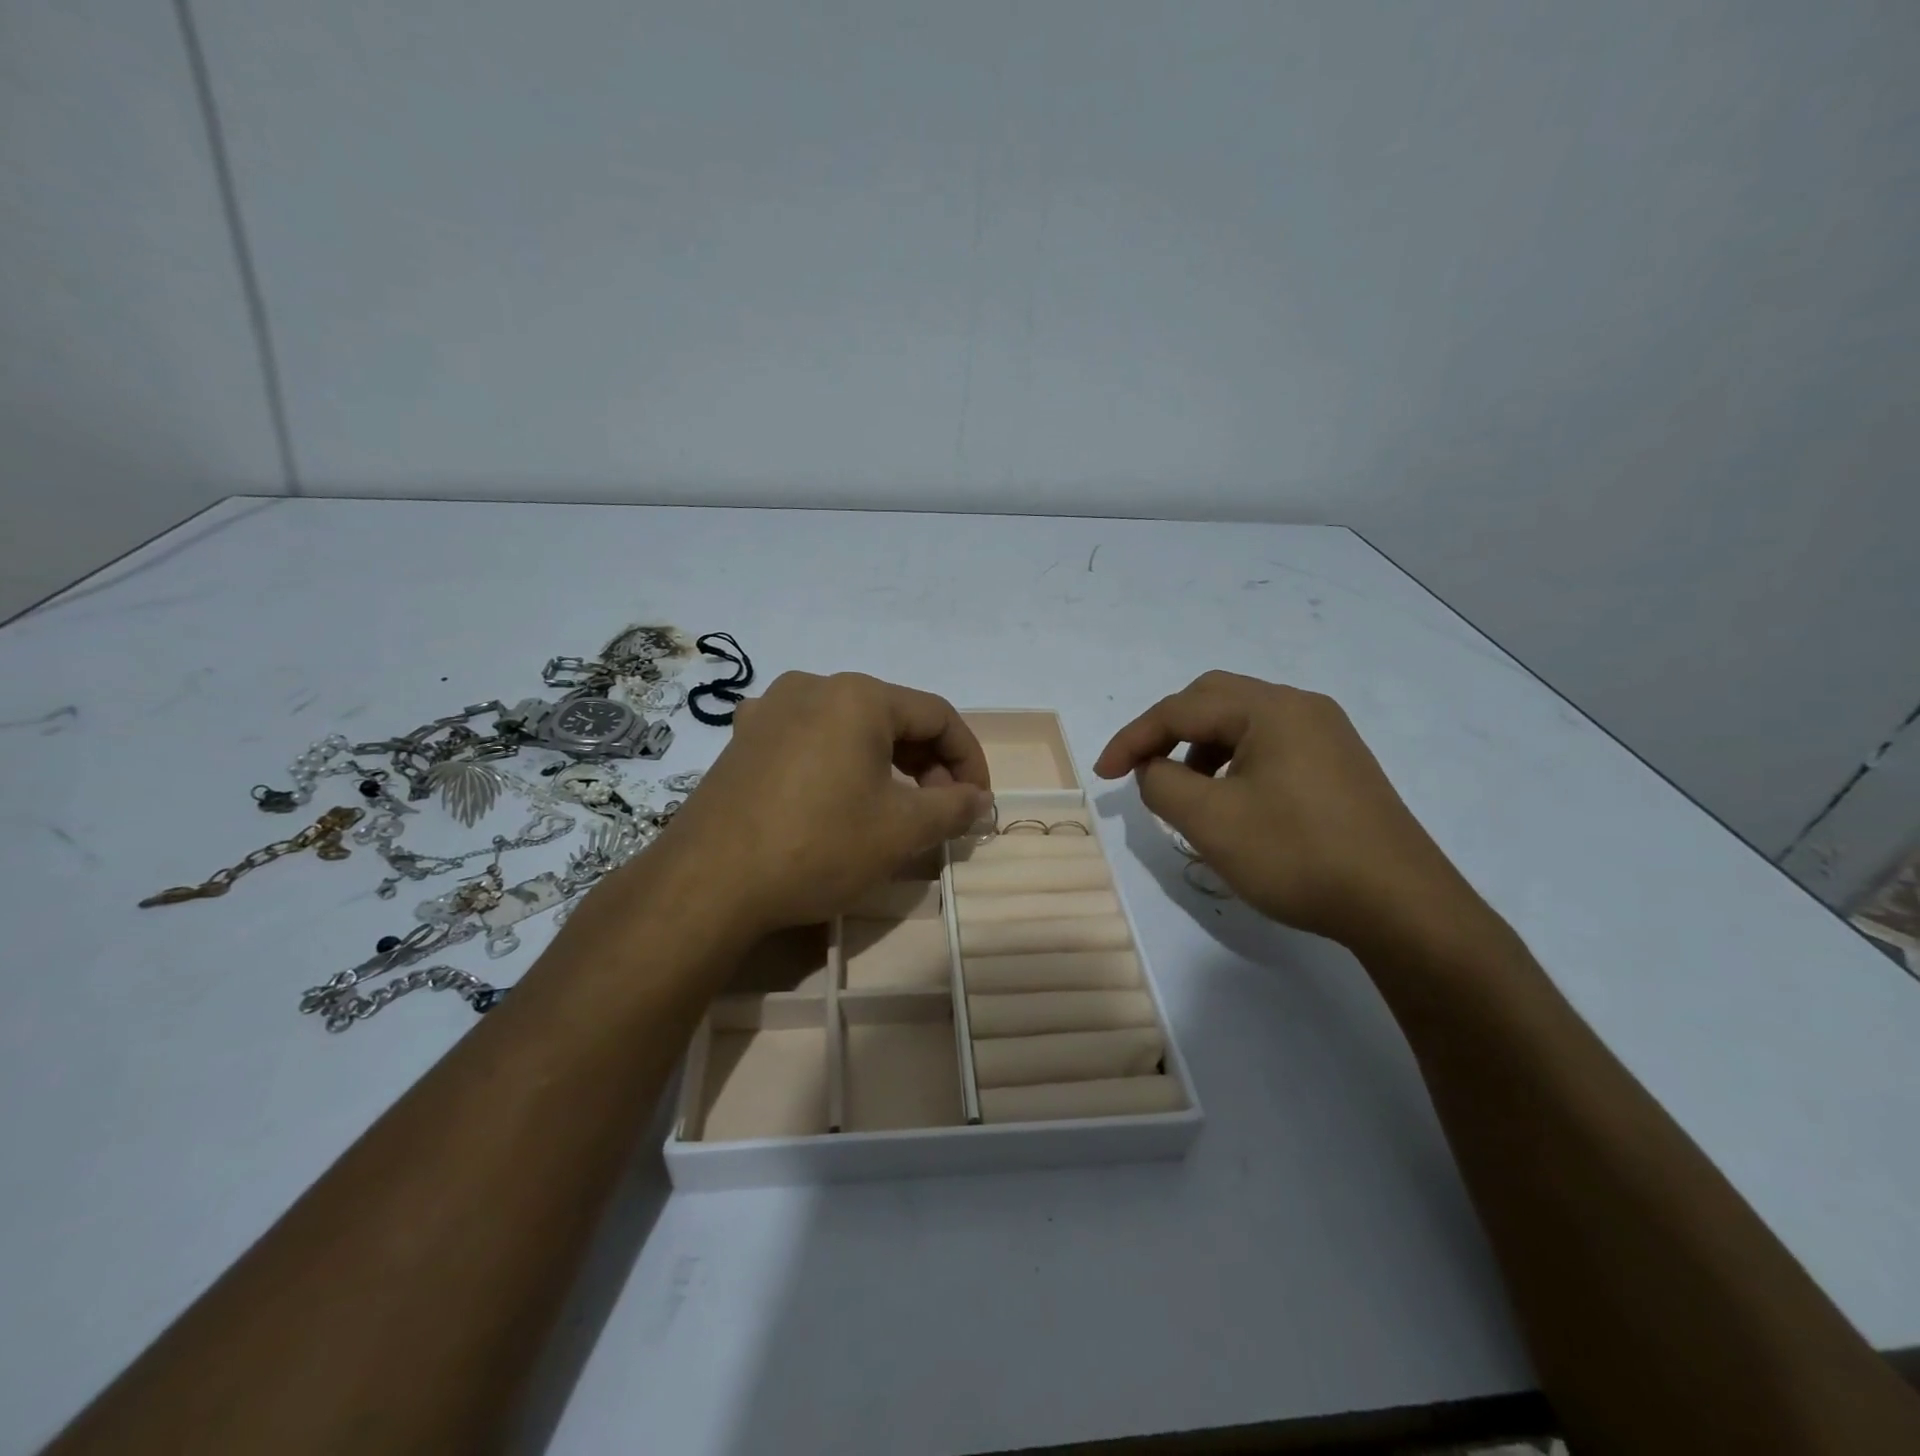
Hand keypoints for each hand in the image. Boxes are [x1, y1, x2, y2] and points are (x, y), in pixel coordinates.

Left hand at [651, 672, 991, 935]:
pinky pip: (810, 739)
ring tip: (894, 809)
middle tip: (939, 812)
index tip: (978, 803)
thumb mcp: (901, 830)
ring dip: (887, 764)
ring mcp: (771, 709)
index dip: (969, 759)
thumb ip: (953, 807)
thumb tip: (979, 800)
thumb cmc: (818, 846)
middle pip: (894, 717)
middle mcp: (814, 686)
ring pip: (851, 728)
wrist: (708, 883)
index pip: (938, 716)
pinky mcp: (744, 738)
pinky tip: (837, 798)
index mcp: (859, 695)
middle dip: (927, 763)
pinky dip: (841, 764)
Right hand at [1094, 671, 1480, 950]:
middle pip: (1213, 700)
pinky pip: (1270, 746)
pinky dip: (1233, 763)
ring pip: (1242, 723)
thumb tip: (1153, 769)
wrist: (1403, 907)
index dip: (1133, 738)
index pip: (1181, 708)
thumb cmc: (1298, 855)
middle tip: (1142, 770)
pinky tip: (1232, 802)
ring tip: (1186, 793)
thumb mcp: (1211, 821)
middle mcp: (1301, 707)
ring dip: (1200, 748)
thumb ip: (1163, 784)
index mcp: (1270, 708)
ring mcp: (1327, 735)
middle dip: (1167, 732)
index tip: (1103, 775)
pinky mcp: (1340, 765)